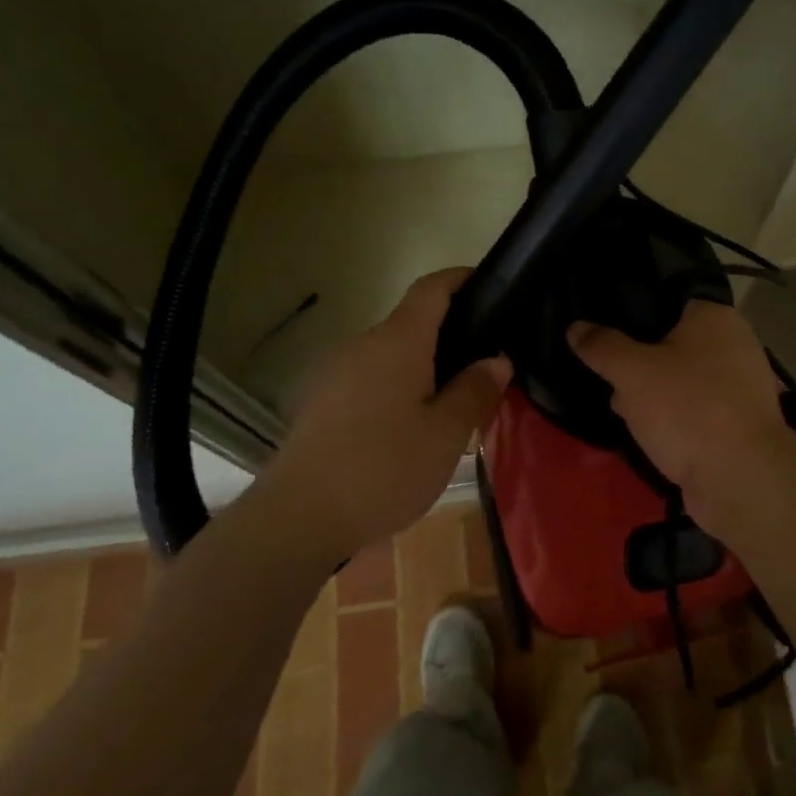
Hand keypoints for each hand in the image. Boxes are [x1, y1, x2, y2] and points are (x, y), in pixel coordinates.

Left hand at [268, 269, 510, 558]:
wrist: (298, 516)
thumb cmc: (383, 468)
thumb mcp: (445, 435)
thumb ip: (474, 391)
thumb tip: (497, 359)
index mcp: (398, 341)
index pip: (432, 288)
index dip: (461, 278)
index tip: (490, 285)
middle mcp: (364, 344)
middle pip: (412, 323)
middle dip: (449, 336)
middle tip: (483, 370)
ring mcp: (336, 372)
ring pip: (390, 355)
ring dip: (422, 368)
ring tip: (450, 406)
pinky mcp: (320, 401)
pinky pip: (369, 379)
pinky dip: (396, 388)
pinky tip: (407, 431)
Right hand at [569, 302, 795, 535]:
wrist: (739, 479)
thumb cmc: (687, 408)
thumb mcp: (631, 371)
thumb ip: (602, 346)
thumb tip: (576, 327)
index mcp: (716, 317)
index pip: (668, 300)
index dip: (633, 314)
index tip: (603, 330)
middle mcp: (735, 345)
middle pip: (672, 343)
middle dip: (639, 363)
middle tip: (609, 377)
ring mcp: (740, 388)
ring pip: (682, 380)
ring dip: (653, 395)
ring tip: (621, 409)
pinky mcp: (738, 424)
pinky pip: (695, 410)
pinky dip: (673, 419)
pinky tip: (647, 434)